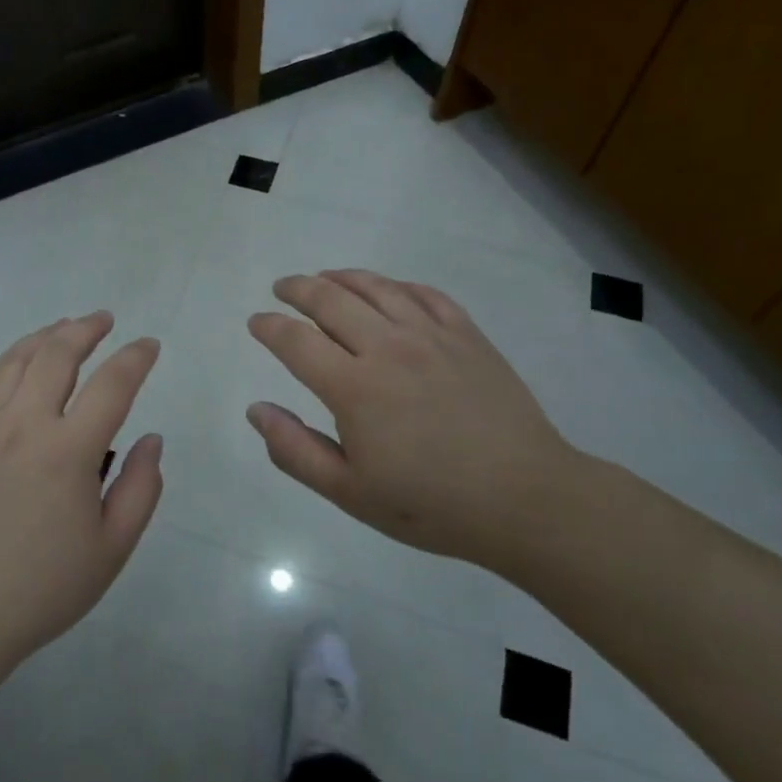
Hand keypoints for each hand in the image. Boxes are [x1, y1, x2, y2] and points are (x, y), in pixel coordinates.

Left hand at [0, 313, 162, 712]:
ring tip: (66, 328)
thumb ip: (142, 488)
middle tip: (106, 321)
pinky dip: (6, 361)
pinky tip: (18, 361)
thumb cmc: (42, 589)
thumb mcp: (111, 549)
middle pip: (57, 355)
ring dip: (46, 336)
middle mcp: (22, 425)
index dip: (136, 358)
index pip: (112, 385)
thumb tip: (152, 438)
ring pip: (15, 360)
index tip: (149, 346)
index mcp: (67, 452)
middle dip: (87, 329)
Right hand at [246, 269, 587, 572]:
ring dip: (342, 277)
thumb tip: (256, 410)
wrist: (526, 499)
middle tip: (282, 288)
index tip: (256, 322)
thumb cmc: (431, 504)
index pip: (296, 341)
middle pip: (331, 300)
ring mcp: (432, 336)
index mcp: (354, 387)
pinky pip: (425, 294)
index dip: (269, 327)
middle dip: (298, 289)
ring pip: (376, 288)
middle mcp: (388, 347)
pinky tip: (388, 289)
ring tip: (325, 278)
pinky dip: (396, 285)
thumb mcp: (350, 493)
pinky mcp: (468, 336)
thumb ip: (295, 450)